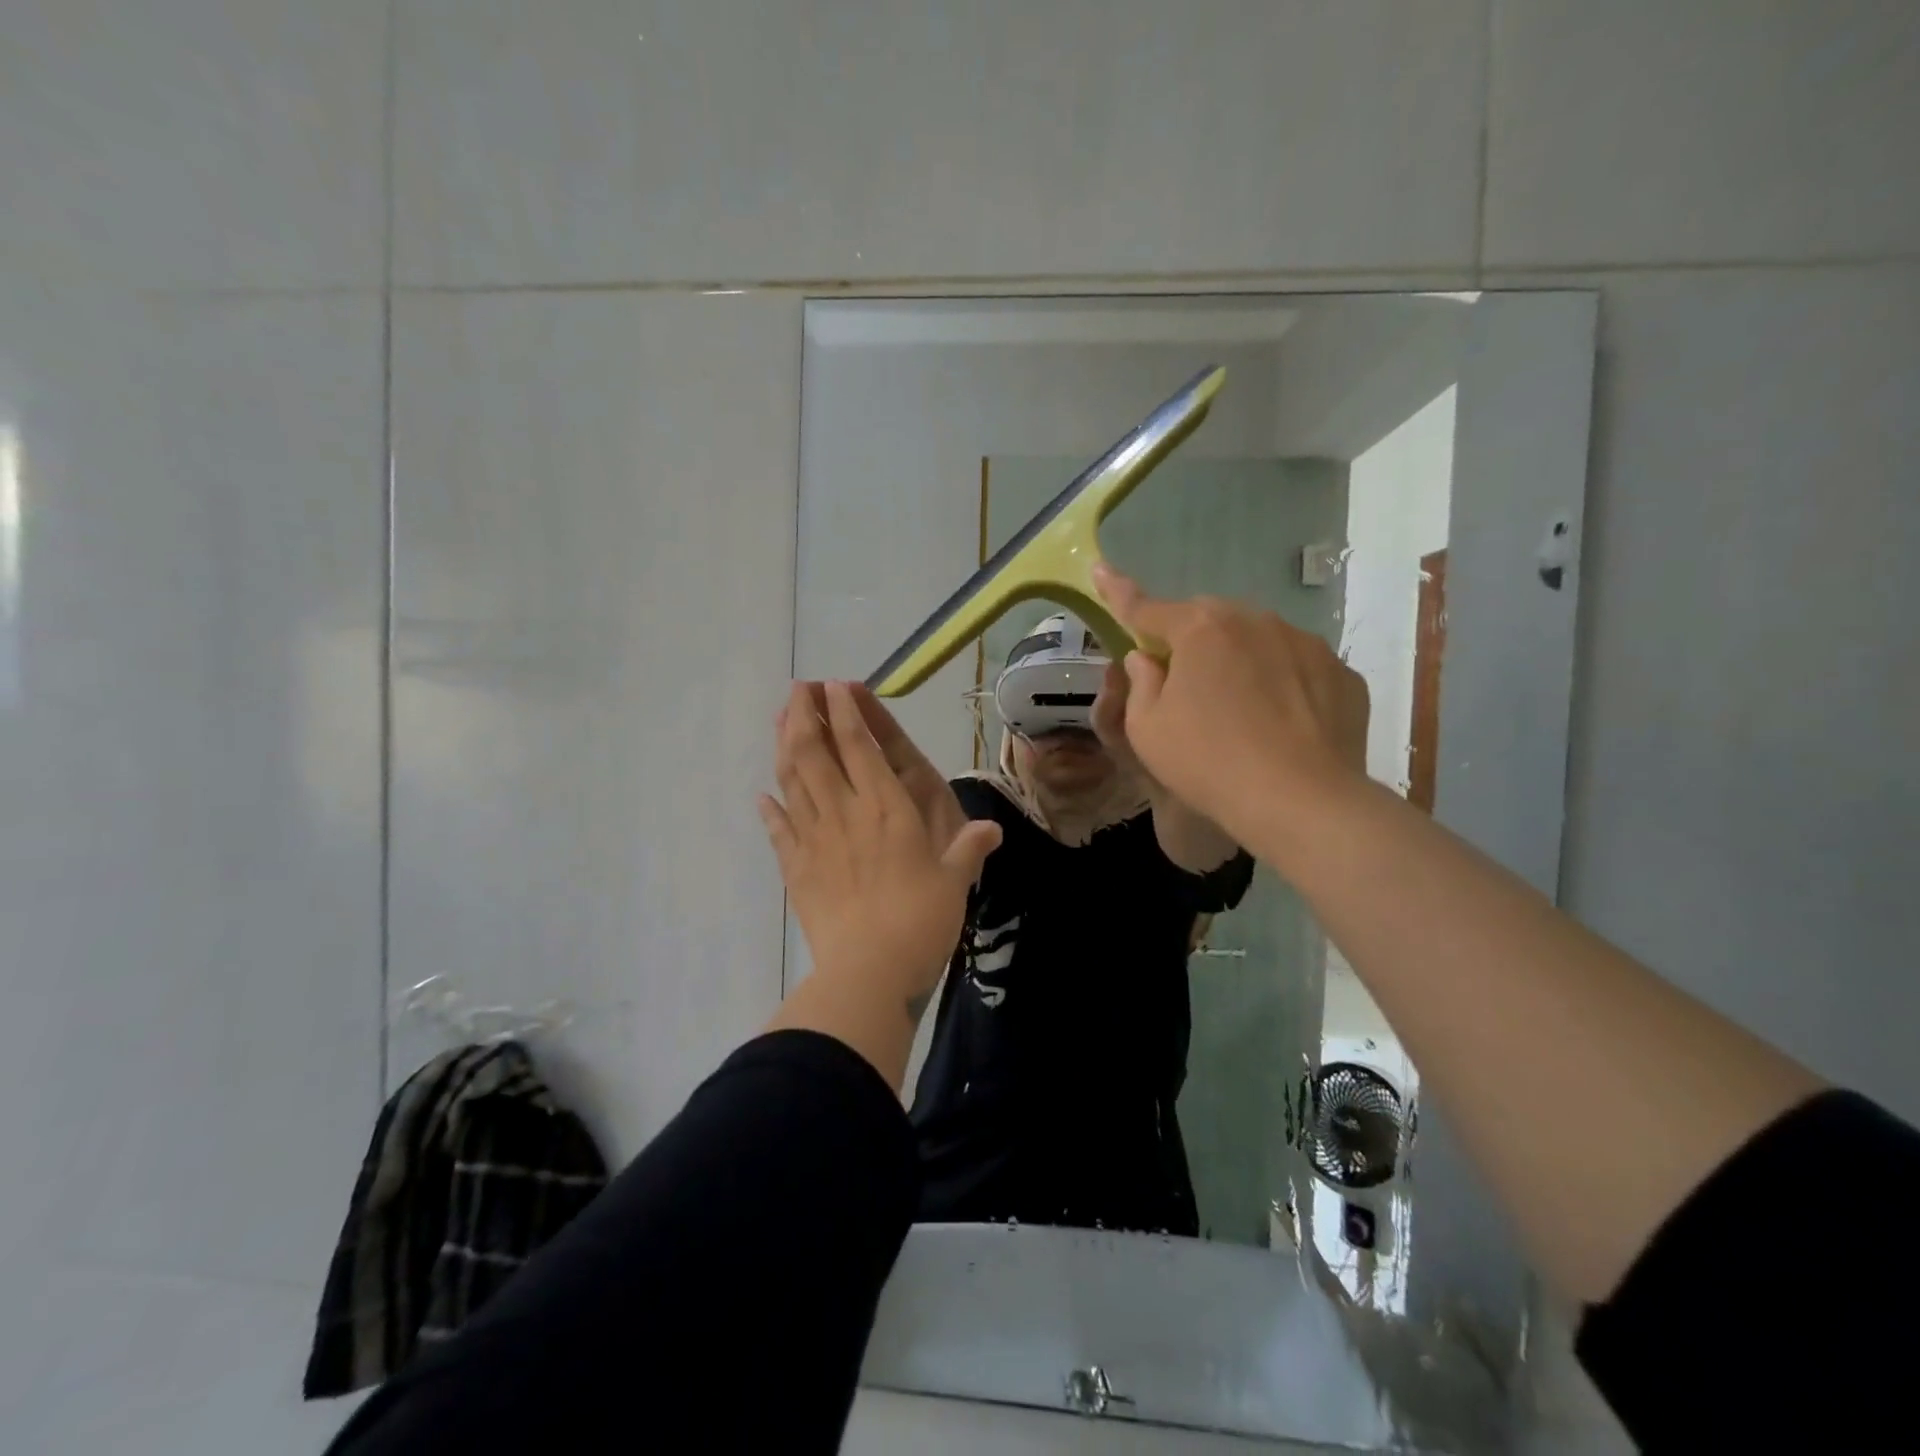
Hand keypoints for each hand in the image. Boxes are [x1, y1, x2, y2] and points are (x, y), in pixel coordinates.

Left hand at [761, 682, 1001, 1010]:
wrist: (869, 971)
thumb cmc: (920, 921)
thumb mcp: (954, 882)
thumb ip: (968, 850)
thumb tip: (992, 830)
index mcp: (886, 808)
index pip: (859, 746)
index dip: (845, 712)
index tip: (834, 686)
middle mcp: (845, 812)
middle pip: (815, 752)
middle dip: (805, 714)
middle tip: (799, 688)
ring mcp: (814, 839)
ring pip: (792, 781)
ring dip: (784, 746)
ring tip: (781, 720)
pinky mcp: (795, 869)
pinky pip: (778, 831)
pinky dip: (769, 810)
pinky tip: (762, 796)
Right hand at [1092, 563, 1370, 844]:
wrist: (1301, 802)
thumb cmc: (1208, 762)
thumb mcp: (1146, 729)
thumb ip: (1141, 682)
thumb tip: (1147, 658)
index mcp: (1201, 630)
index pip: (1147, 607)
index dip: (1118, 592)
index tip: (1101, 570)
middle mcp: (1255, 621)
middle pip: (1209, 621)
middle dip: (1190, 642)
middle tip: (1184, 686)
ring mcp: (1306, 644)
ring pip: (1258, 641)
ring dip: (1240, 662)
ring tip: (1240, 714)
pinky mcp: (1342, 674)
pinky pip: (1298, 669)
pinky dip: (1283, 686)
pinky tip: (1281, 725)